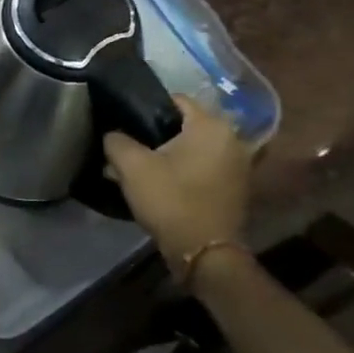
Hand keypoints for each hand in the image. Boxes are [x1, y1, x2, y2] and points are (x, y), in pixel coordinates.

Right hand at [104, 96, 252, 285]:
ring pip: (193, 147)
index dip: (145, 107)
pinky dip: (184, 169)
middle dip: (155, 134)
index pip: (174, 99)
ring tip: (140, 168)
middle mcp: (232, 138)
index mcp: (211, 126)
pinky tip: (161, 183)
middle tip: (129, 148)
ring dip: (168, 153)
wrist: (205, 253)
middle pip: (184, 125)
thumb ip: (116, 140)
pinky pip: (203, 165)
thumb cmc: (171, 200)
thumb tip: (114, 134)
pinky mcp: (236, 186)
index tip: (125, 123)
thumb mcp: (131, 166)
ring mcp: (239, 164)